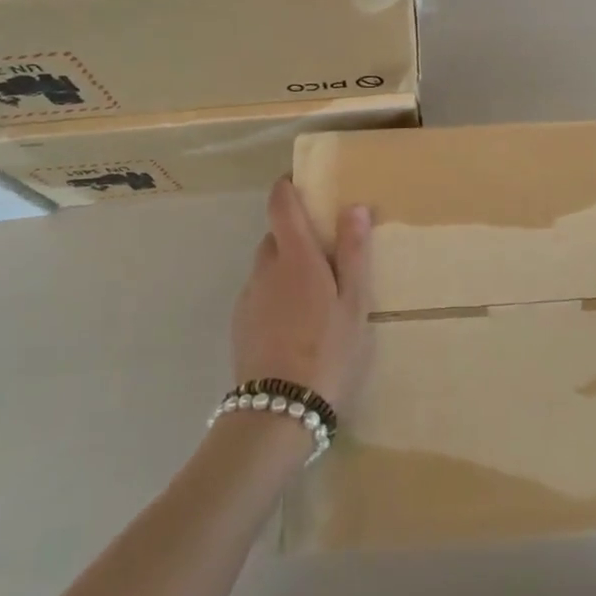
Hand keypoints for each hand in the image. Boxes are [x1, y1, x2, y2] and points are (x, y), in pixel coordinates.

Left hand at [231, 178, 372, 413]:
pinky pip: (260, 293)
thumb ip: (354, 253)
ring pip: (267, 267)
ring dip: (287, 266)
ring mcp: (248, 298)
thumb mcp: (354, 303)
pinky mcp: (240, 324)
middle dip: (297, 234)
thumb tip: (353, 207)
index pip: (280, 204)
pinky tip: (296, 323)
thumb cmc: (328, 351)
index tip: (301, 182)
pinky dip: (276, 293)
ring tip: (315, 295)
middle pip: (276, 236)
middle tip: (327, 253)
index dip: (287, 187)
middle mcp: (265, 269)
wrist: (278, 413)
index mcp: (295, 257)